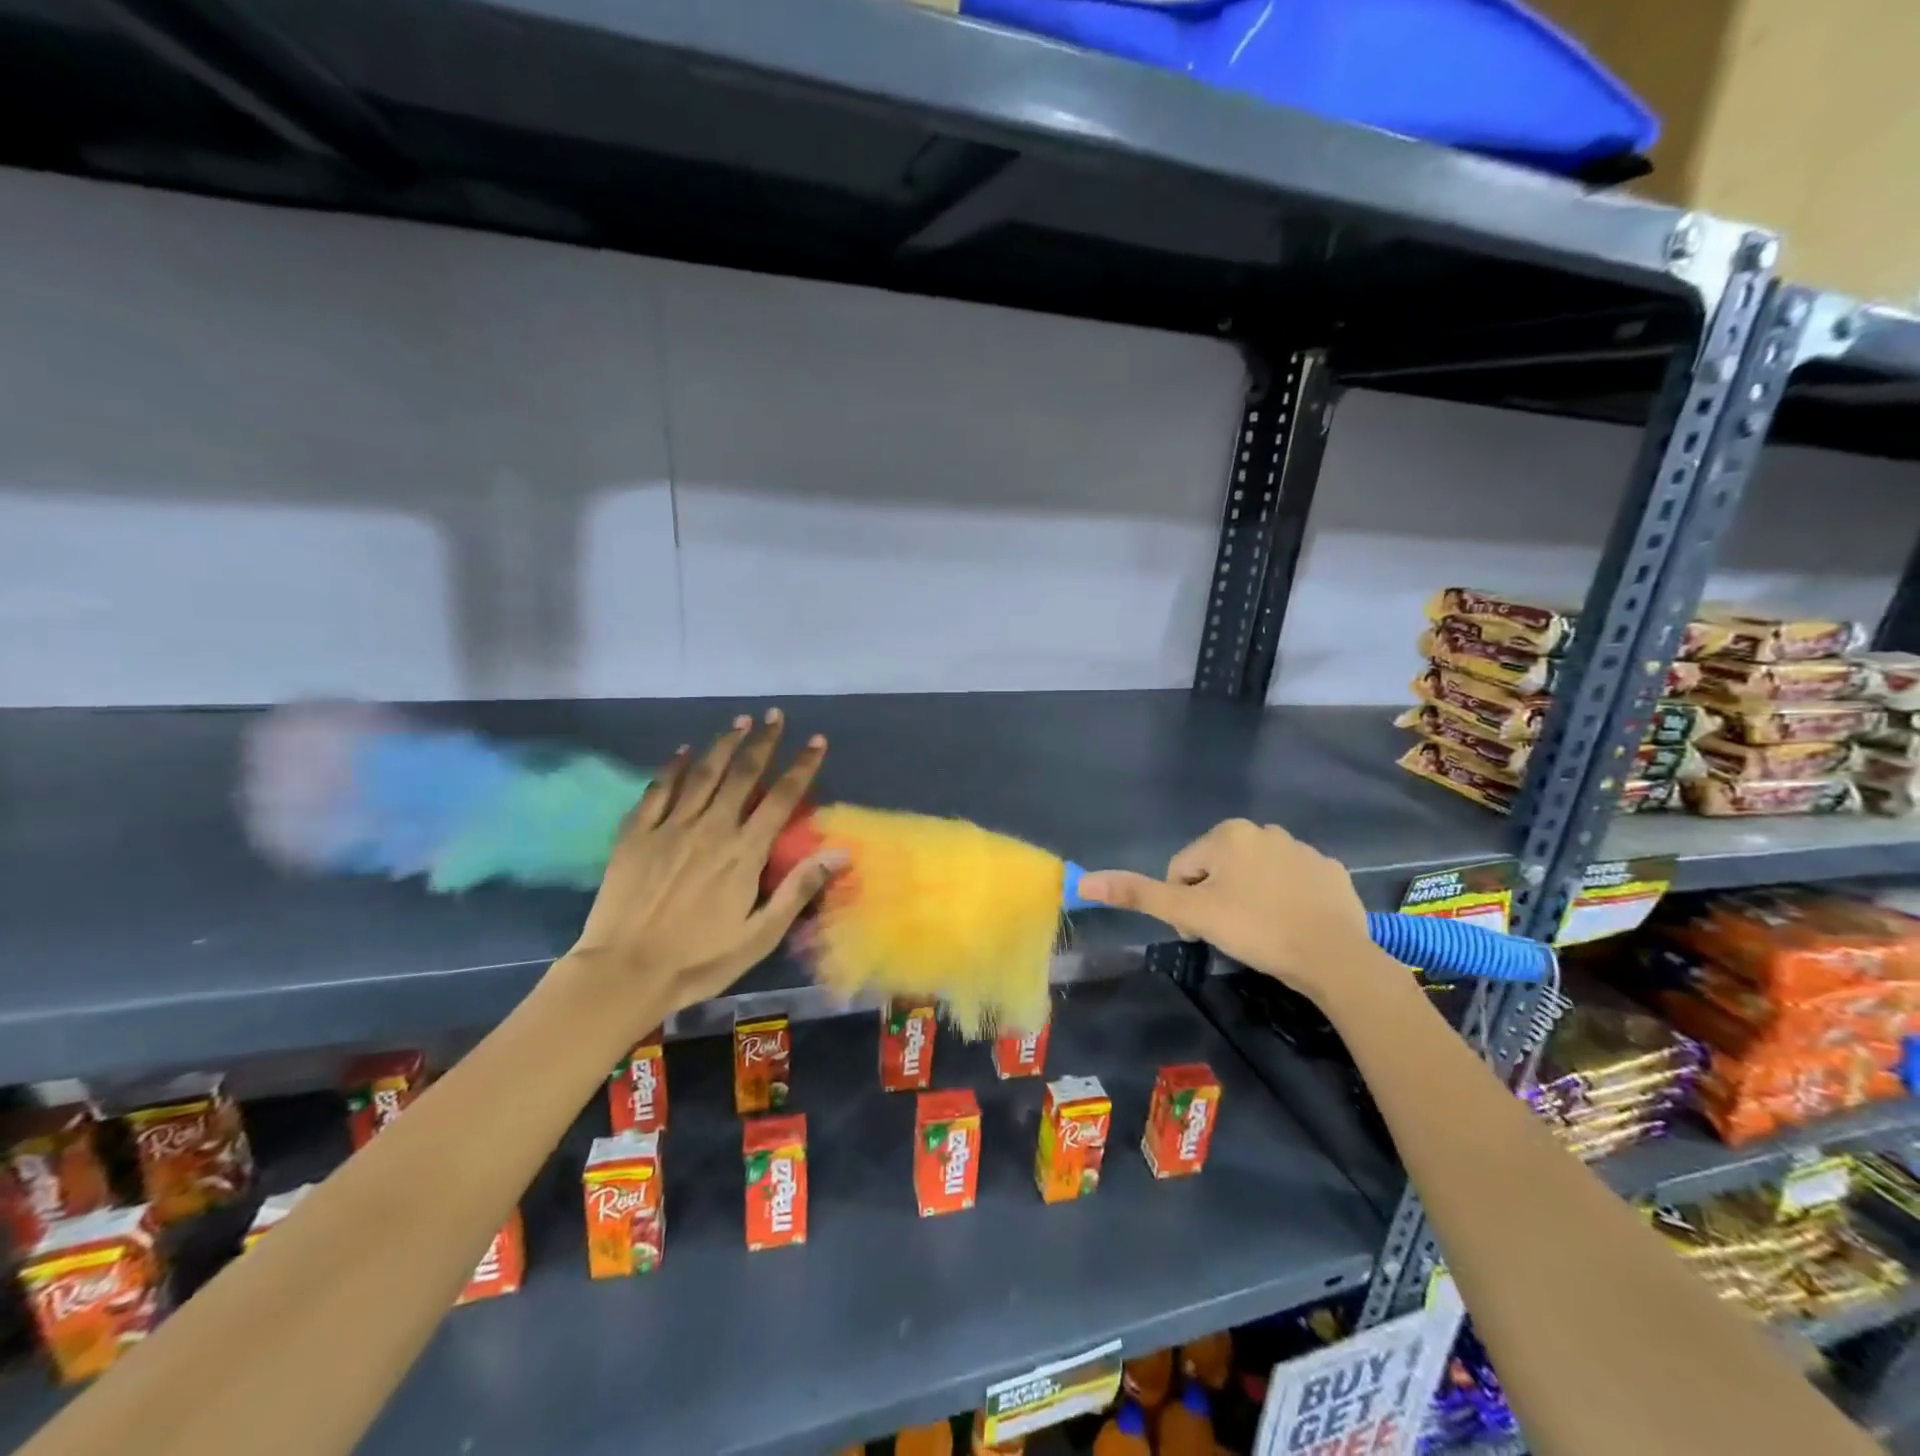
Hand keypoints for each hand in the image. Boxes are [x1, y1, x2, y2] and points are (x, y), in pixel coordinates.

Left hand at [564, 710, 844, 1020]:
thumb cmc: (699, 960)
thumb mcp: (760, 934)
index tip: (815, 741)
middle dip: (762, 742)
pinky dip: (671, 767)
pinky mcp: (636, 835)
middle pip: (742, 775)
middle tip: (774, 715)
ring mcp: (670, 828)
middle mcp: (711, 828)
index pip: (781, 798)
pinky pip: (657, 791)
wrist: (624, 972)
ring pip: (702, 774)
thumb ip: (799, 888)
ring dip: (723, 745)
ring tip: (738, 721)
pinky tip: (682, 751)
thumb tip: (841, 851)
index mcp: (744, 852)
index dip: (802, 767)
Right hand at [1077, 819, 1389, 1008]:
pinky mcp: (1330, 871)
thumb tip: (1083, 882)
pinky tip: (1292, 926)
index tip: (1199, 934)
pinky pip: (1292, 883)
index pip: (1182, 870)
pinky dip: (1285, 900)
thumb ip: (1139, 894)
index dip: (1182, 905)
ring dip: (1248, 899)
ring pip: (1255, 875)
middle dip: (1215, 899)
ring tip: (1261, 934)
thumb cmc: (1254, 928)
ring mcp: (1302, 849)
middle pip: (1218, 870)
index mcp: (1227, 834)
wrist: (1335, 956)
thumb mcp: (1190, 913)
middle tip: (1229, 935)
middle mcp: (1264, 830)